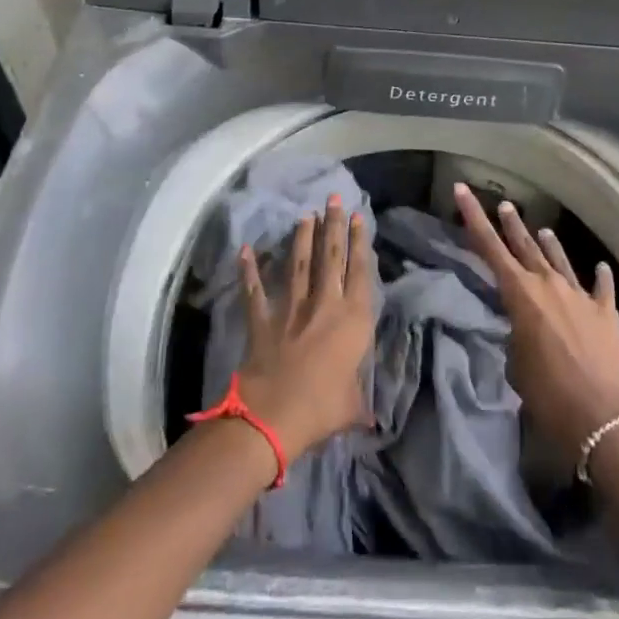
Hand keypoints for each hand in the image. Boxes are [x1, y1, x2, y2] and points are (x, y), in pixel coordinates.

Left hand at [234, 196, 375, 458]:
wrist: (274, 416)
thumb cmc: (322, 409)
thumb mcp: (353, 407)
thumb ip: (360, 402)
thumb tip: (373, 419)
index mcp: (352, 320)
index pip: (360, 271)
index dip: (360, 242)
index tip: (358, 217)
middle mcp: (324, 304)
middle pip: (331, 257)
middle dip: (333, 225)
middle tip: (334, 199)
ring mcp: (291, 307)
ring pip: (298, 263)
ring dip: (302, 237)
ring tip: (305, 214)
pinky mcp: (263, 318)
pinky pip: (255, 290)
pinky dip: (249, 270)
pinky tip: (245, 249)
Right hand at [453, 183, 618, 456]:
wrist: (606, 418)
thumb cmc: (550, 396)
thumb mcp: (517, 366)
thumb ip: (517, 337)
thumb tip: (525, 329)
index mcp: (521, 294)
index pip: (489, 247)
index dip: (473, 217)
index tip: (462, 188)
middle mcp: (549, 284)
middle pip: (525, 246)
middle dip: (512, 225)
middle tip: (505, 205)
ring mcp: (580, 295)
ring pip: (560, 260)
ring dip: (549, 245)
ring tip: (543, 230)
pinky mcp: (606, 312)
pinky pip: (601, 287)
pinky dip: (599, 277)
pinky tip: (601, 267)